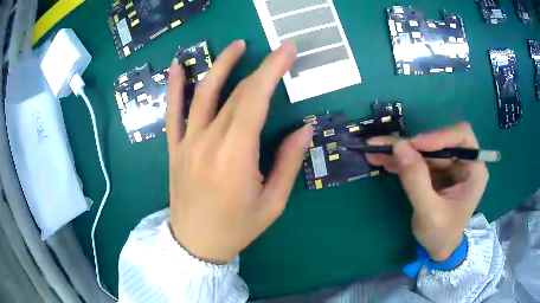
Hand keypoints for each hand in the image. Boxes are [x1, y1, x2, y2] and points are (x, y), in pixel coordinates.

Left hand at [166, 40, 312, 262]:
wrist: (196, 244)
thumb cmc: (237, 228)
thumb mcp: (273, 202)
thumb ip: (288, 162)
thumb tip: (305, 128)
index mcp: (235, 156)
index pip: (256, 100)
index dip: (273, 70)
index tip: (287, 50)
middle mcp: (208, 142)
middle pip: (236, 94)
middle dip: (260, 68)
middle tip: (277, 50)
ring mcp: (187, 142)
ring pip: (203, 94)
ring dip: (221, 65)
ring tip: (236, 45)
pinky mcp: (175, 148)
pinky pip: (172, 112)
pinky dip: (174, 87)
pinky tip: (177, 65)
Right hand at [366, 123, 488, 260]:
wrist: (439, 249)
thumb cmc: (441, 234)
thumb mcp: (429, 212)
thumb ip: (416, 181)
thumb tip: (399, 146)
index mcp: (473, 169)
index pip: (461, 136)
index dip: (439, 135)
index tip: (416, 145)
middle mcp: (463, 162)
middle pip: (438, 141)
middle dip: (412, 145)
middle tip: (385, 146)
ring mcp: (448, 167)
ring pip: (424, 149)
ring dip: (401, 151)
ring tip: (375, 151)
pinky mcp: (436, 172)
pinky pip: (418, 160)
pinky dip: (400, 160)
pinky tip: (382, 160)